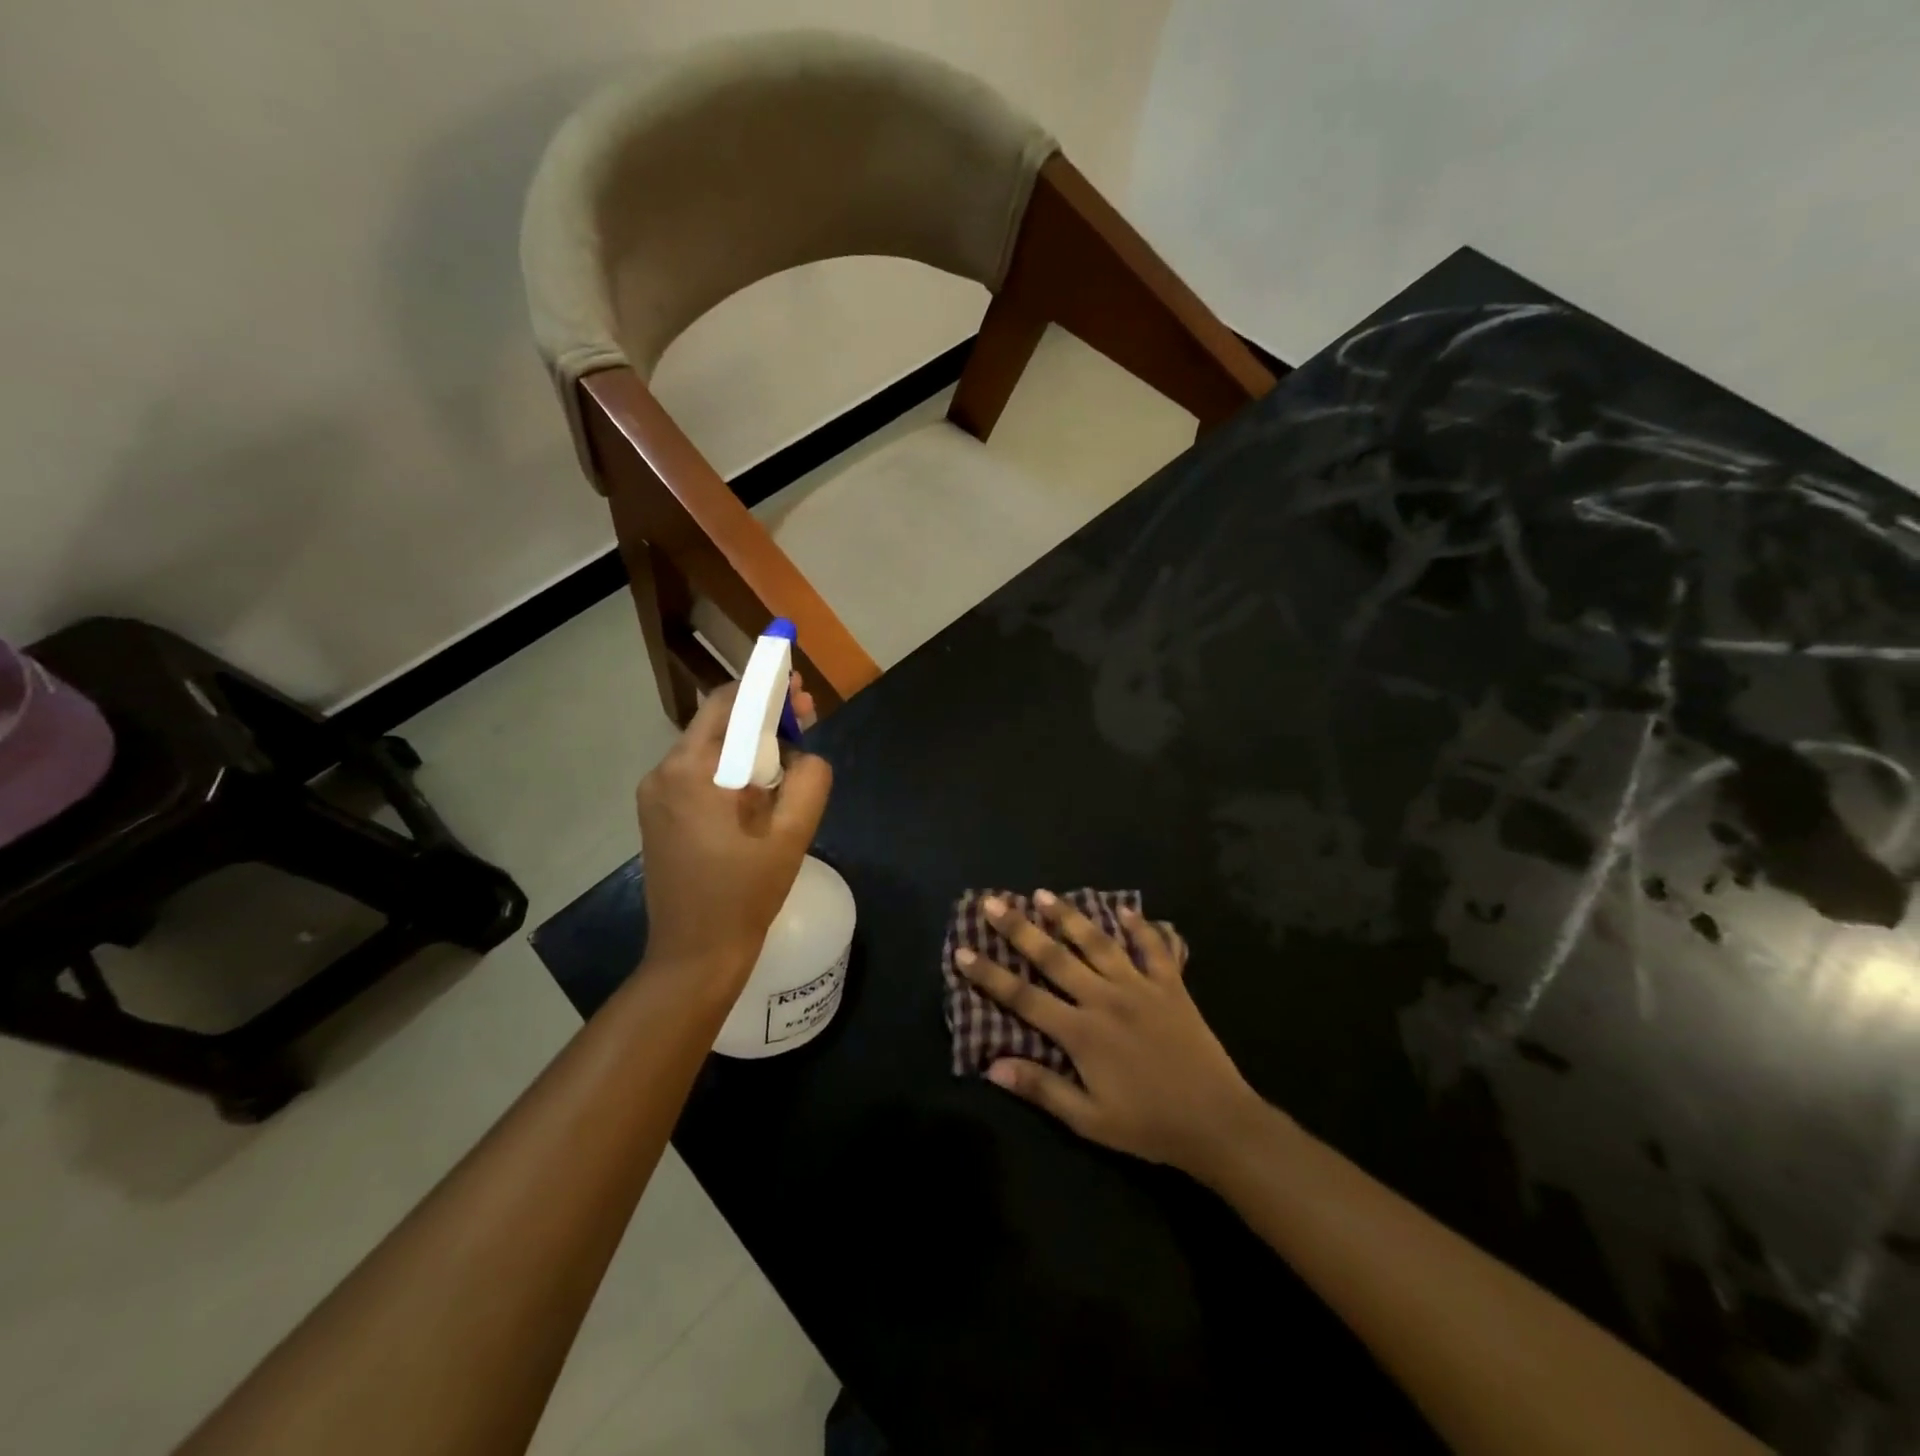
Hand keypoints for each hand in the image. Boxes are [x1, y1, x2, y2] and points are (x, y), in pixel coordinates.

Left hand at [636, 678, 830, 986]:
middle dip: (762, 712)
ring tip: (790, 753)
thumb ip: (810, 781)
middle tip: (805, 716)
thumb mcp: (791, 836)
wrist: (693, 955)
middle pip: (718, 721)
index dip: (768, 686)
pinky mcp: (659, 813)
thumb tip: (806, 755)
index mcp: (693, 772)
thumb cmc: (743, 896)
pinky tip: (761, 784)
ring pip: (709, 746)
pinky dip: (732, 766)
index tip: (800, 684)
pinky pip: (700, 771)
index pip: (731, 704)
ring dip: (749, 740)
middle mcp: (665, 772)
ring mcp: (656, 794)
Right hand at [956, 892, 1274, 1178]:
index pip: (1023, 997)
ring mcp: (1140, 987)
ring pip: (1098, 943)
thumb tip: (992, 1065)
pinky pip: (1155, 949)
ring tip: (1044, 894)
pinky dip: (1141, 927)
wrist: (1217, 1123)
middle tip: (993, 903)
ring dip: (1070, 917)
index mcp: (1081, 1032)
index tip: (962, 951)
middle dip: (1019, 929)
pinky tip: (1126, 909)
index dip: (989, 975)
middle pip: (1054, 957)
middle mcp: (1105, 999)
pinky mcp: (1172, 986)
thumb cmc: (1148, 1125)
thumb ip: (1041, 1088)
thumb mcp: (1089, 1119)